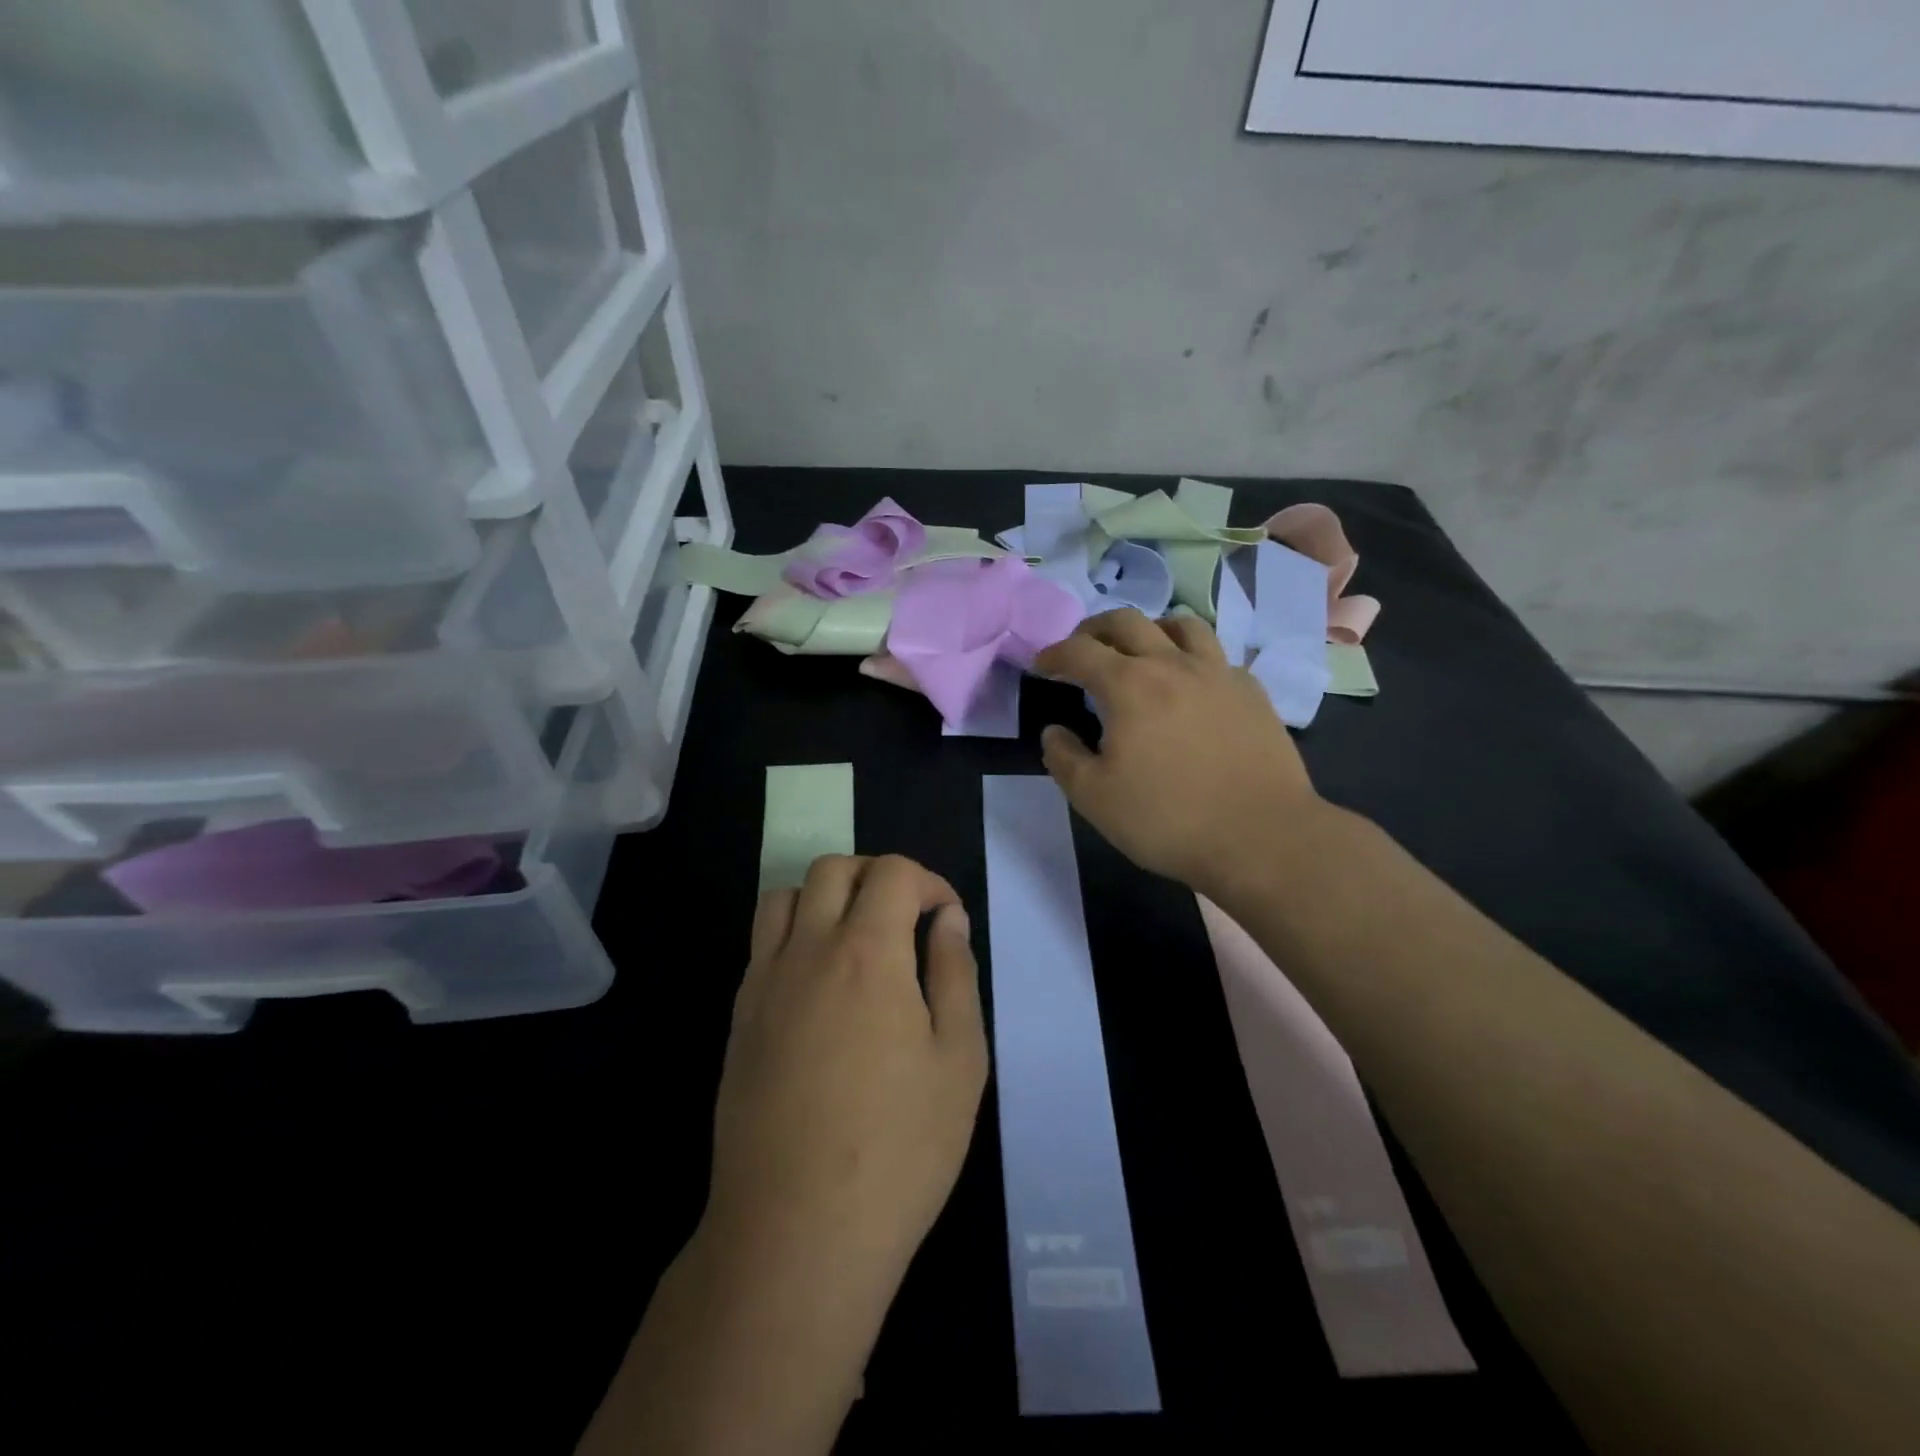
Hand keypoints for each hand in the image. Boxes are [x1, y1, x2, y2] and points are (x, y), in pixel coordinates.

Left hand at [705, 854, 987, 1313]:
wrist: (797, 1232)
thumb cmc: (899, 1148)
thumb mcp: (959, 1060)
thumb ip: (954, 974)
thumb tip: (948, 920)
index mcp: (868, 952)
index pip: (892, 873)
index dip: (928, 882)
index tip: (946, 918)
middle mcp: (808, 950)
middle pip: (834, 870)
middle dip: (877, 876)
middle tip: (906, 918)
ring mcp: (764, 982)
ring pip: (785, 896)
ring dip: (826, 896)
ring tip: (857, 939)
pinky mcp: (739, 1017)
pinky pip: (762, 944)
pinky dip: (794, 934)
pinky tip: (818, 983)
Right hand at [1035, 609, 1328, 894]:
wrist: (1261, 837)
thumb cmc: (1167, 818)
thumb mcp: (1094, 798)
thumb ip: (1063, 758)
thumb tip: (1054, 731)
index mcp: (1128, 685)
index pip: (1079, 651)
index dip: (1054, 654)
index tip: (1041, 666)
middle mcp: (1172, 664)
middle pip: (1127, 621)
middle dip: (1095, 629)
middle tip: (1082, 648)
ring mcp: (1218, 673)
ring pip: (1181, 625)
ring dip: (1149, 630)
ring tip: (1140, 651)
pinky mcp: (1252, 692)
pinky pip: (1216, 655)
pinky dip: (1192, 657)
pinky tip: (1190, 684)